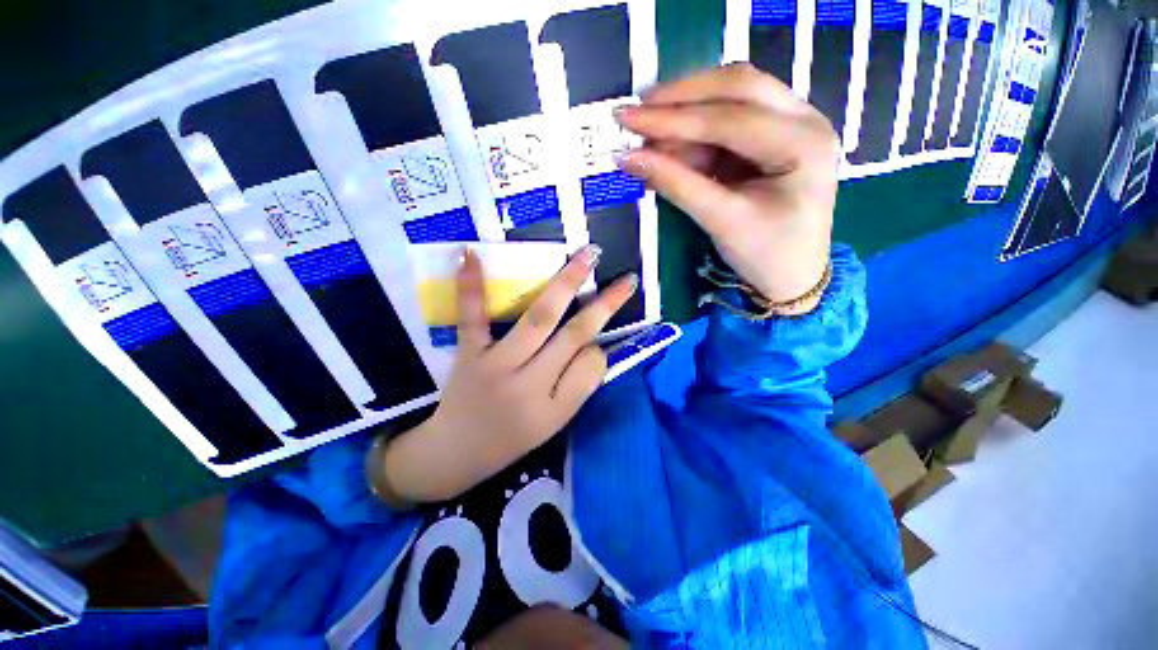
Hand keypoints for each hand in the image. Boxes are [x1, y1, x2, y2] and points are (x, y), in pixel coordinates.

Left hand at [371, 245, 636, 504]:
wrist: (454, 455)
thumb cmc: (510, 441)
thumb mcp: (553, 425)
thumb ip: (578, 387)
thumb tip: (595, 347)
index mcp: (553, 409)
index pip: (591, 366)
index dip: (599, 348)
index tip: (597, 342)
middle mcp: (528, 385)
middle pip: (572, 336)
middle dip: (604, 305)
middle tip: (626, 280)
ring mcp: (495, 365)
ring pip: (538, 319)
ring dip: (564, 284)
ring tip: (586, 256)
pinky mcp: (468, 354)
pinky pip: (472, 318)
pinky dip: (470, 287)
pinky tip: (471, 254)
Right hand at [615, 62, 837, 313]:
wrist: (793, 275)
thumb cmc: (766, 254)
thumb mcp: (721, 221)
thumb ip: (676, 185)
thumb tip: (628, 158)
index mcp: (803, 144)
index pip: (730, 118)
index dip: (673, 118)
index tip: (628, 118)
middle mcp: (804, 120)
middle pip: (738, 87)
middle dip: (682, 97)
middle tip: (637, 110)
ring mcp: (791, 124)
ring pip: (733, 97)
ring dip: (687, 112)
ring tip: (647, 133)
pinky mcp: (771, 137)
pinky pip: (729, 121)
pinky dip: (695, 132)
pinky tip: (669, 145)